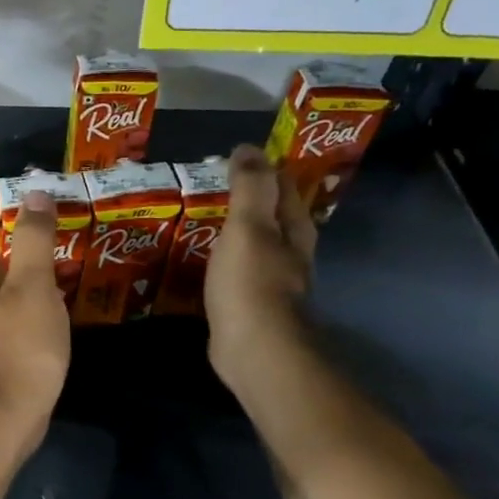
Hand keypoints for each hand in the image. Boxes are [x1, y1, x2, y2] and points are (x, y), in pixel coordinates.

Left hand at [0, 193, 69, 425]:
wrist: (5, 415)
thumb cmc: (21, 345)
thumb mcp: (32, 285)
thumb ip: (33, 239)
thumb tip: (33, 193)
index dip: (10, 210)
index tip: (44, 204)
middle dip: (25, 242)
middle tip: (64, 234)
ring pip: (5, 287)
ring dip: (31, 274)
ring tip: (67, 266)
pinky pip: (13, 314)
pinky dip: (33, 304)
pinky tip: (57, 309)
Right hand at [205, 144, 316, 390]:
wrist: (255, 350)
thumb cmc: (251, 283)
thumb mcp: (248, 226)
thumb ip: (249, 187)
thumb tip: (248, 148)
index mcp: (294, 230)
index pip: (284, 187)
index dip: (264, 169)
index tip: (235, 158)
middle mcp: (290, 254)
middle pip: (274, 218)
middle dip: (250, 201)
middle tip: (214, 187)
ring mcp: (272, 283)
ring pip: (256, 247)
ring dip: (236, 233)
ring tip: (203, 221)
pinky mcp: (252, 307)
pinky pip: (237, 274)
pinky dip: (223, 262)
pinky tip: (204, 262)